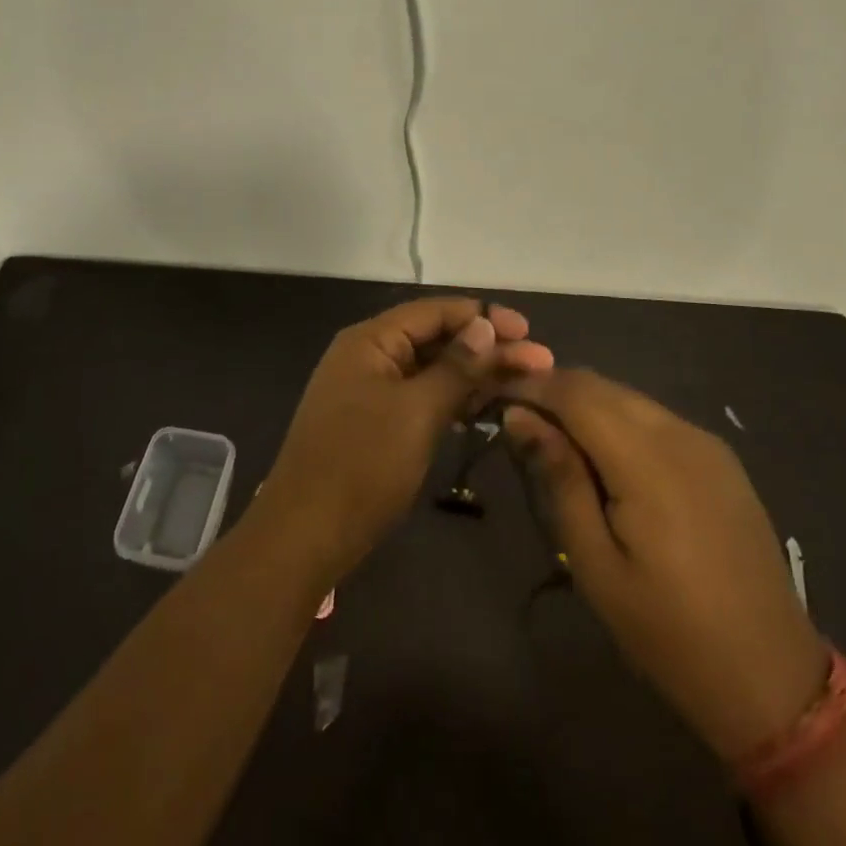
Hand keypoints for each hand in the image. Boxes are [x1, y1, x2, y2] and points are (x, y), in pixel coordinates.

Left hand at [256, 298, 554, 589]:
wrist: (305, 534)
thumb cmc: (362, 464)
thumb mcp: (417, 411)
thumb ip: (455, 366)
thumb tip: (485, 325)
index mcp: (371, 340)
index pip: (434, 311)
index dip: (483, 316)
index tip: (529, 331)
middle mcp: (369, 355)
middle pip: (435, 339)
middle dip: (486, 348)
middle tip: (540, 363)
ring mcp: (369, 390)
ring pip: (430, 370)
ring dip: (474, 375)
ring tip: (523, 385)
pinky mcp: (374, 423)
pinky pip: (420, 397)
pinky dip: (452, 400)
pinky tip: (484, 410)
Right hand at [503, 369, 827, 761]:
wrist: (772, 677)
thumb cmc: (668, 631)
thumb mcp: (594, 563)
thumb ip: (559, 477)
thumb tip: (519, 415)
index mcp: (648, 461)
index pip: (576, 392)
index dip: (531, 385)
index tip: (494, 397)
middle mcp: (680, 434)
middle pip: (601, 386)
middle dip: (554, 390)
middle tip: (517, 419)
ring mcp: (706, 442)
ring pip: (628, 397)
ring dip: (585, 404)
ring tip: (554, 439)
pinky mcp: (720, 458)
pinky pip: (655, 417)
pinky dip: (618, 419)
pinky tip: (604, 455)